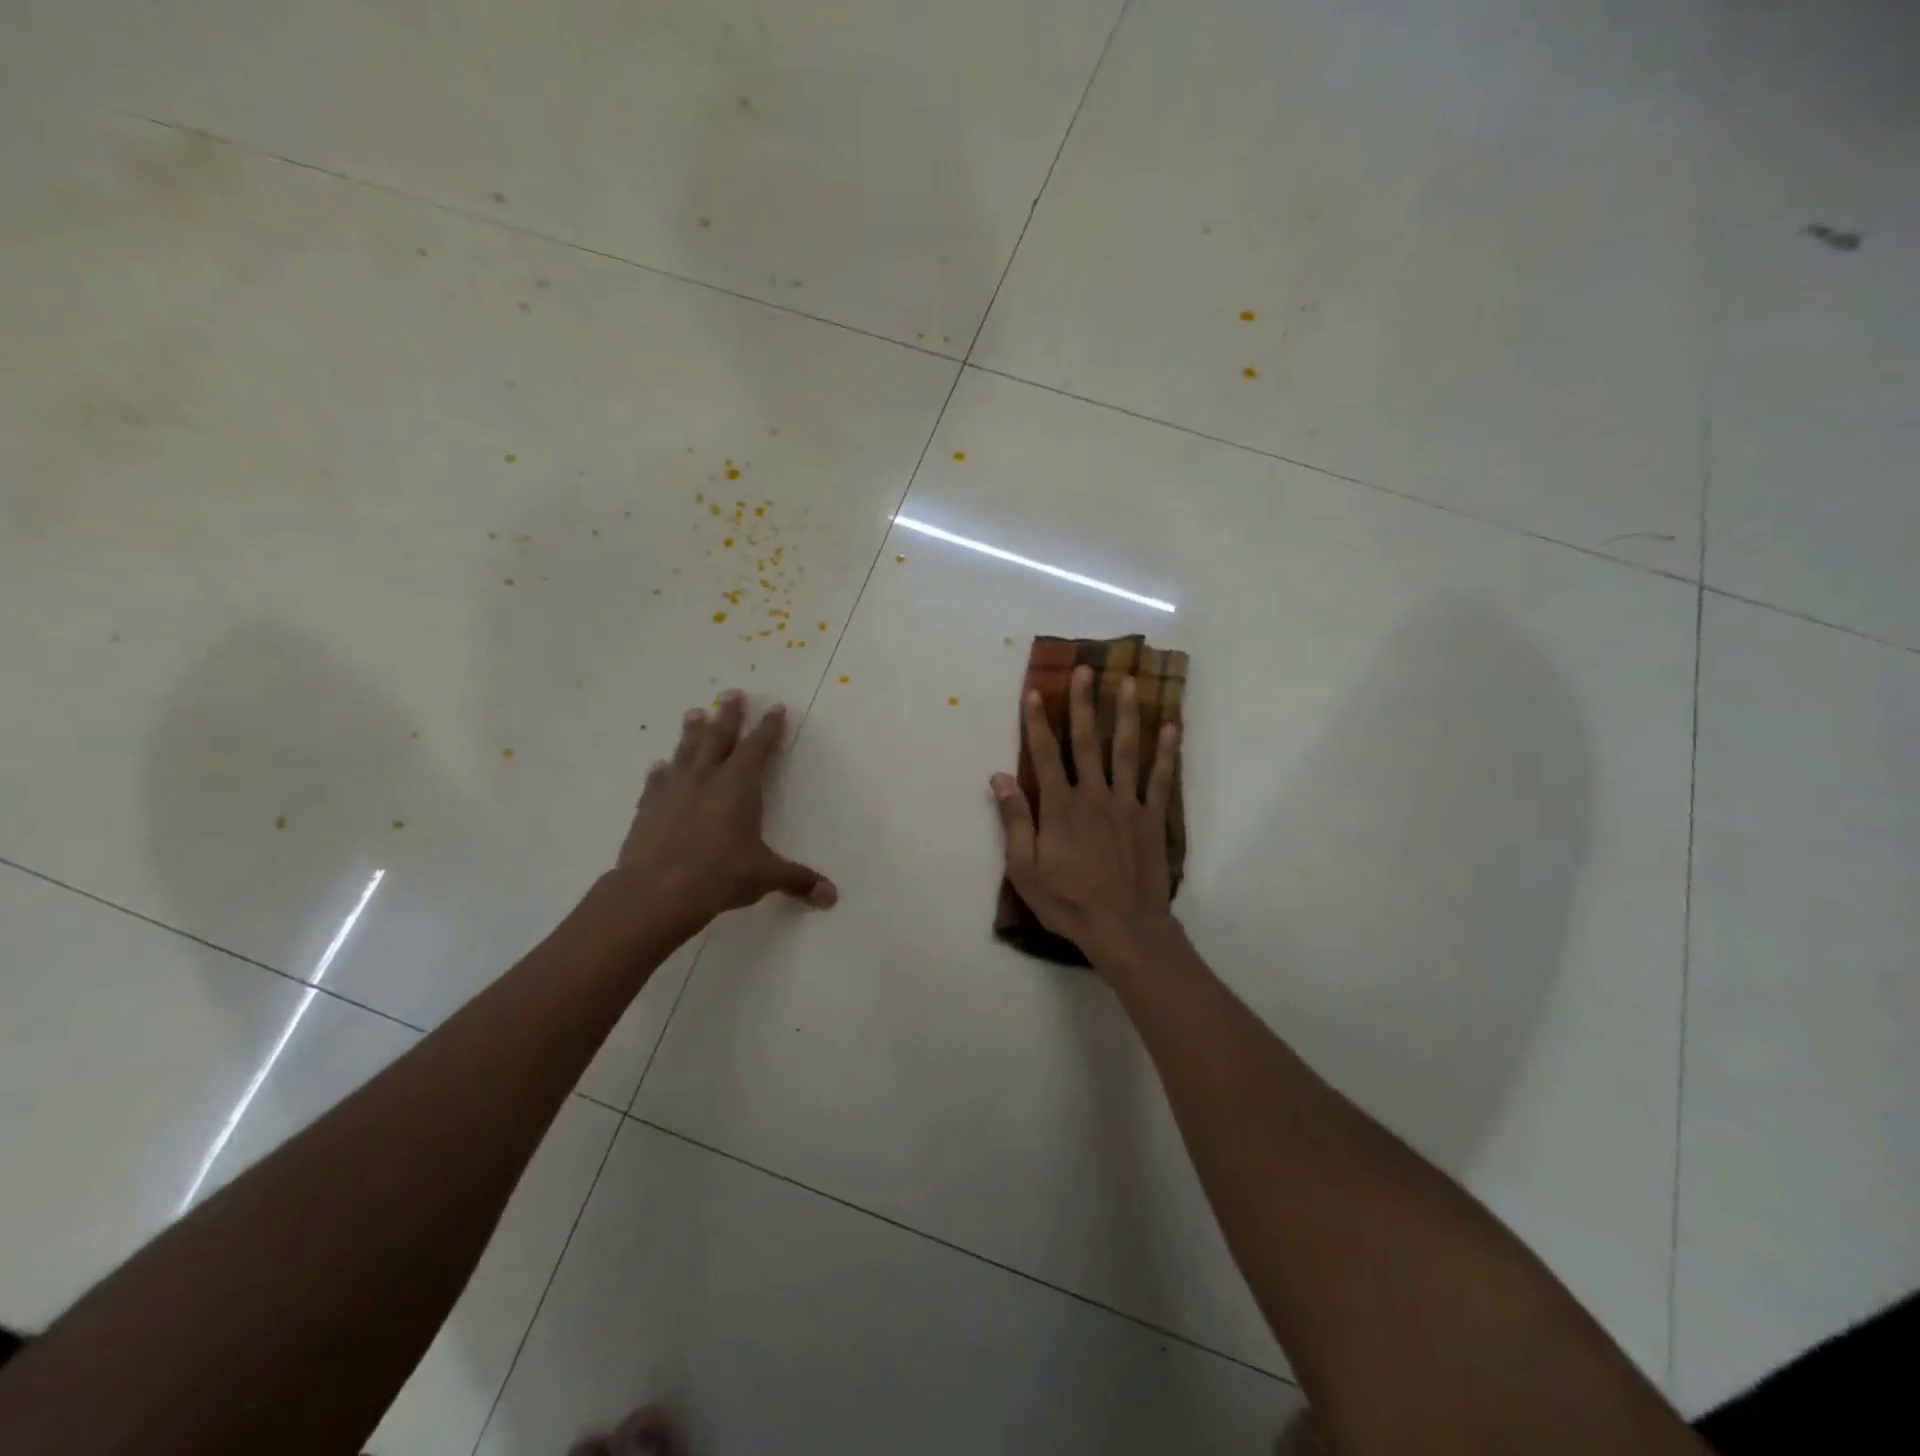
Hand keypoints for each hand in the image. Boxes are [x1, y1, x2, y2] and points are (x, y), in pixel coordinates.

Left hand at [613, 690, 836, 933]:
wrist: (656, 892)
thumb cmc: (719, 876)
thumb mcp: (765, 876)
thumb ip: (798, 881)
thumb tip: (832, 897)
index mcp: (739, 786)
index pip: (758, 748)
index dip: (769, 728)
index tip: (775, 708)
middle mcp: (706, 778)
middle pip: (719, 737)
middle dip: (729, 715)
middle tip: (733, 693)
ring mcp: (673, 790)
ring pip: (685, 750)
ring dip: (692, 731)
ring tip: (695, 713)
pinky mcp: (648, 807)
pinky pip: (657, 780)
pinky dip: (662, 770)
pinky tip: (660, 766)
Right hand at [991, 665, 1179, 966]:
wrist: (1122, 927)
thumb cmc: (1067, 901)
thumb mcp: (1025, 867)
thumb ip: (1014, 819)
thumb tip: (998, 777)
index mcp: (1060, 806)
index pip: (1045, 754)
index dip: (1036, 722)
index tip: (1033, 691)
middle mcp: (1093, 794)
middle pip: (1087, 741)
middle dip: (1083, 704)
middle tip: (1086, 670)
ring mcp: (1126, 804)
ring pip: (1125, 751)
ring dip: (1126, 715)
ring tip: (1130, 683)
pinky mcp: (1151, 819)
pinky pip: (1159, 779)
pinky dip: (1166, 752)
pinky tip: (1170, 727)